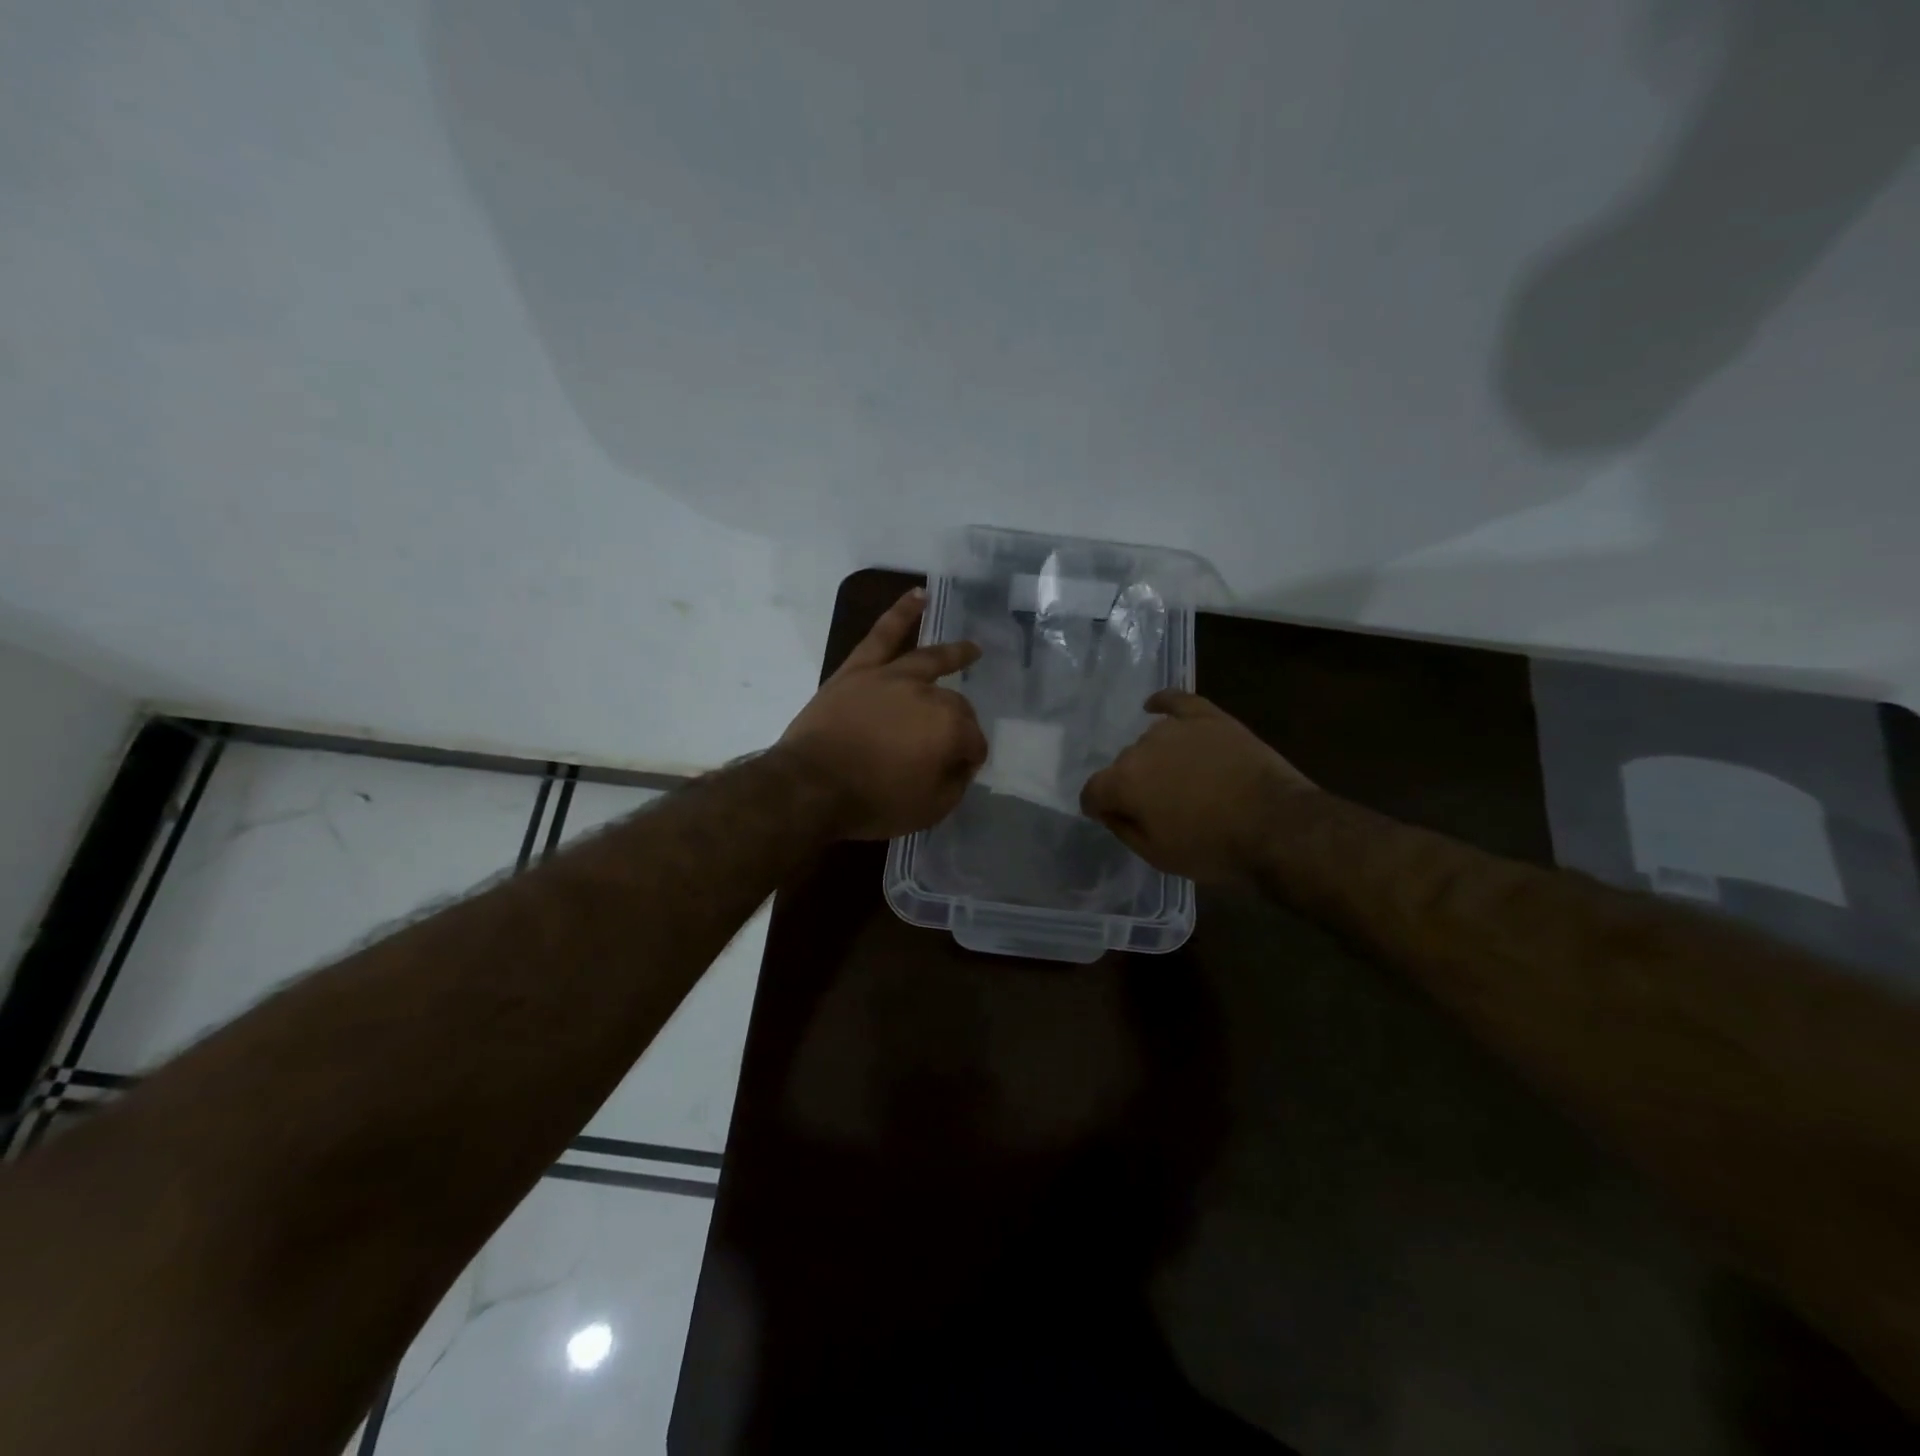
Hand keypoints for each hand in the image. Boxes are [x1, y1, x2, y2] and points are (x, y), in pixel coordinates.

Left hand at [778, 588, 988, 838]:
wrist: (811, 787)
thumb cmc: (872, 801)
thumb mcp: (929, 809)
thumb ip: (955, 783)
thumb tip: (961, 763)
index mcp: (950, 728)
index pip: (973, 741)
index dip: (968, 759)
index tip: (956, 773)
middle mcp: (928, 694)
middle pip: (955, 705)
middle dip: (960, 725)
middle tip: (949, 745)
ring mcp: (892, 676)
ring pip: (929, 658)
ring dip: (953, 653)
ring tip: (970, 648)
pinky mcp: (859, 669)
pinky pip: (883, 634)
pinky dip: (901, 613)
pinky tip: (918, 596)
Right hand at [1079, 690, 1315, 881]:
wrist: (1278, 827)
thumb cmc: (1213, 849)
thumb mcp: (1158, 856)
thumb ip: (1123, 828)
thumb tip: (1108, 810)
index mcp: (1124, 782)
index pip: (1093, 791)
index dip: (1098, 807)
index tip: (1112, 817)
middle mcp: (1141, 748)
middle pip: (1124, 765)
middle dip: (1133, 784)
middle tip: (1160, 807)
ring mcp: (1176, 728)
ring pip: (1150, 741)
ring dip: (1156, 758)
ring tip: (1180, 778)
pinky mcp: (1209, 717)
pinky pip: (1177, 700)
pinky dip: (1162, 703)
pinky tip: (1155, 707)